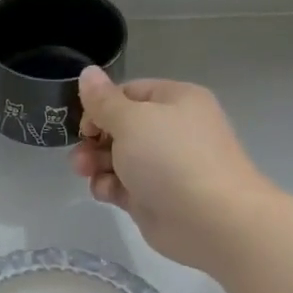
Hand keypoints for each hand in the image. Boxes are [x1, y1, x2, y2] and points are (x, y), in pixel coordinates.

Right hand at [71, 66, 276, 272]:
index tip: (85, 126)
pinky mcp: (155, 196)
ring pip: (117, 158)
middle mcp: (172, 130)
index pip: (129, 93)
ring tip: (86, 173)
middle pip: (119, 127)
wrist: (211, 220)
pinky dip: (110, 187)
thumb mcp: (131, 120)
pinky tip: (107, 193)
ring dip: (95, 164)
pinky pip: (123, 184)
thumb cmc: (171, 158)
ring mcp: (164, 165)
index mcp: (176, 101)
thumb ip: (103, 100)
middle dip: (94, 140)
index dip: (101, 106)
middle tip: (81, 156)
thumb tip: (87, 72)